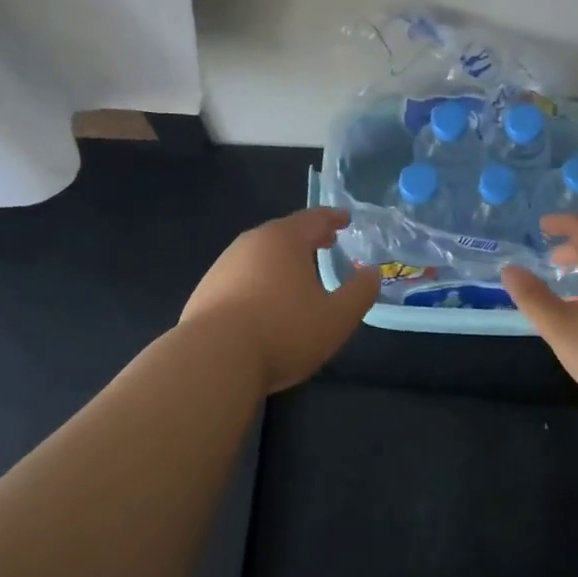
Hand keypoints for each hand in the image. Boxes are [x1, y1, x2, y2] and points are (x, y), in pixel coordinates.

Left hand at [180, 207, 380, 393]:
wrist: (213, 358)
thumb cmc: (282, 332)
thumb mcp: (336, 318)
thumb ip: (359, 292)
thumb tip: (371, 272)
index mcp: (285, 239)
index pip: (314, 218)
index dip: (333, 218)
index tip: (346, 219)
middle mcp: (252, 243)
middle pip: (284, 232)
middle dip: (307, 236)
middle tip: (325, 242)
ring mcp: (224, 264)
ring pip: (260, 252)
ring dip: (281, 258)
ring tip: (297, 272)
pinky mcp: (206, 289)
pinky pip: (241, 274)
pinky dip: (259, 277)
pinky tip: (263, 300)